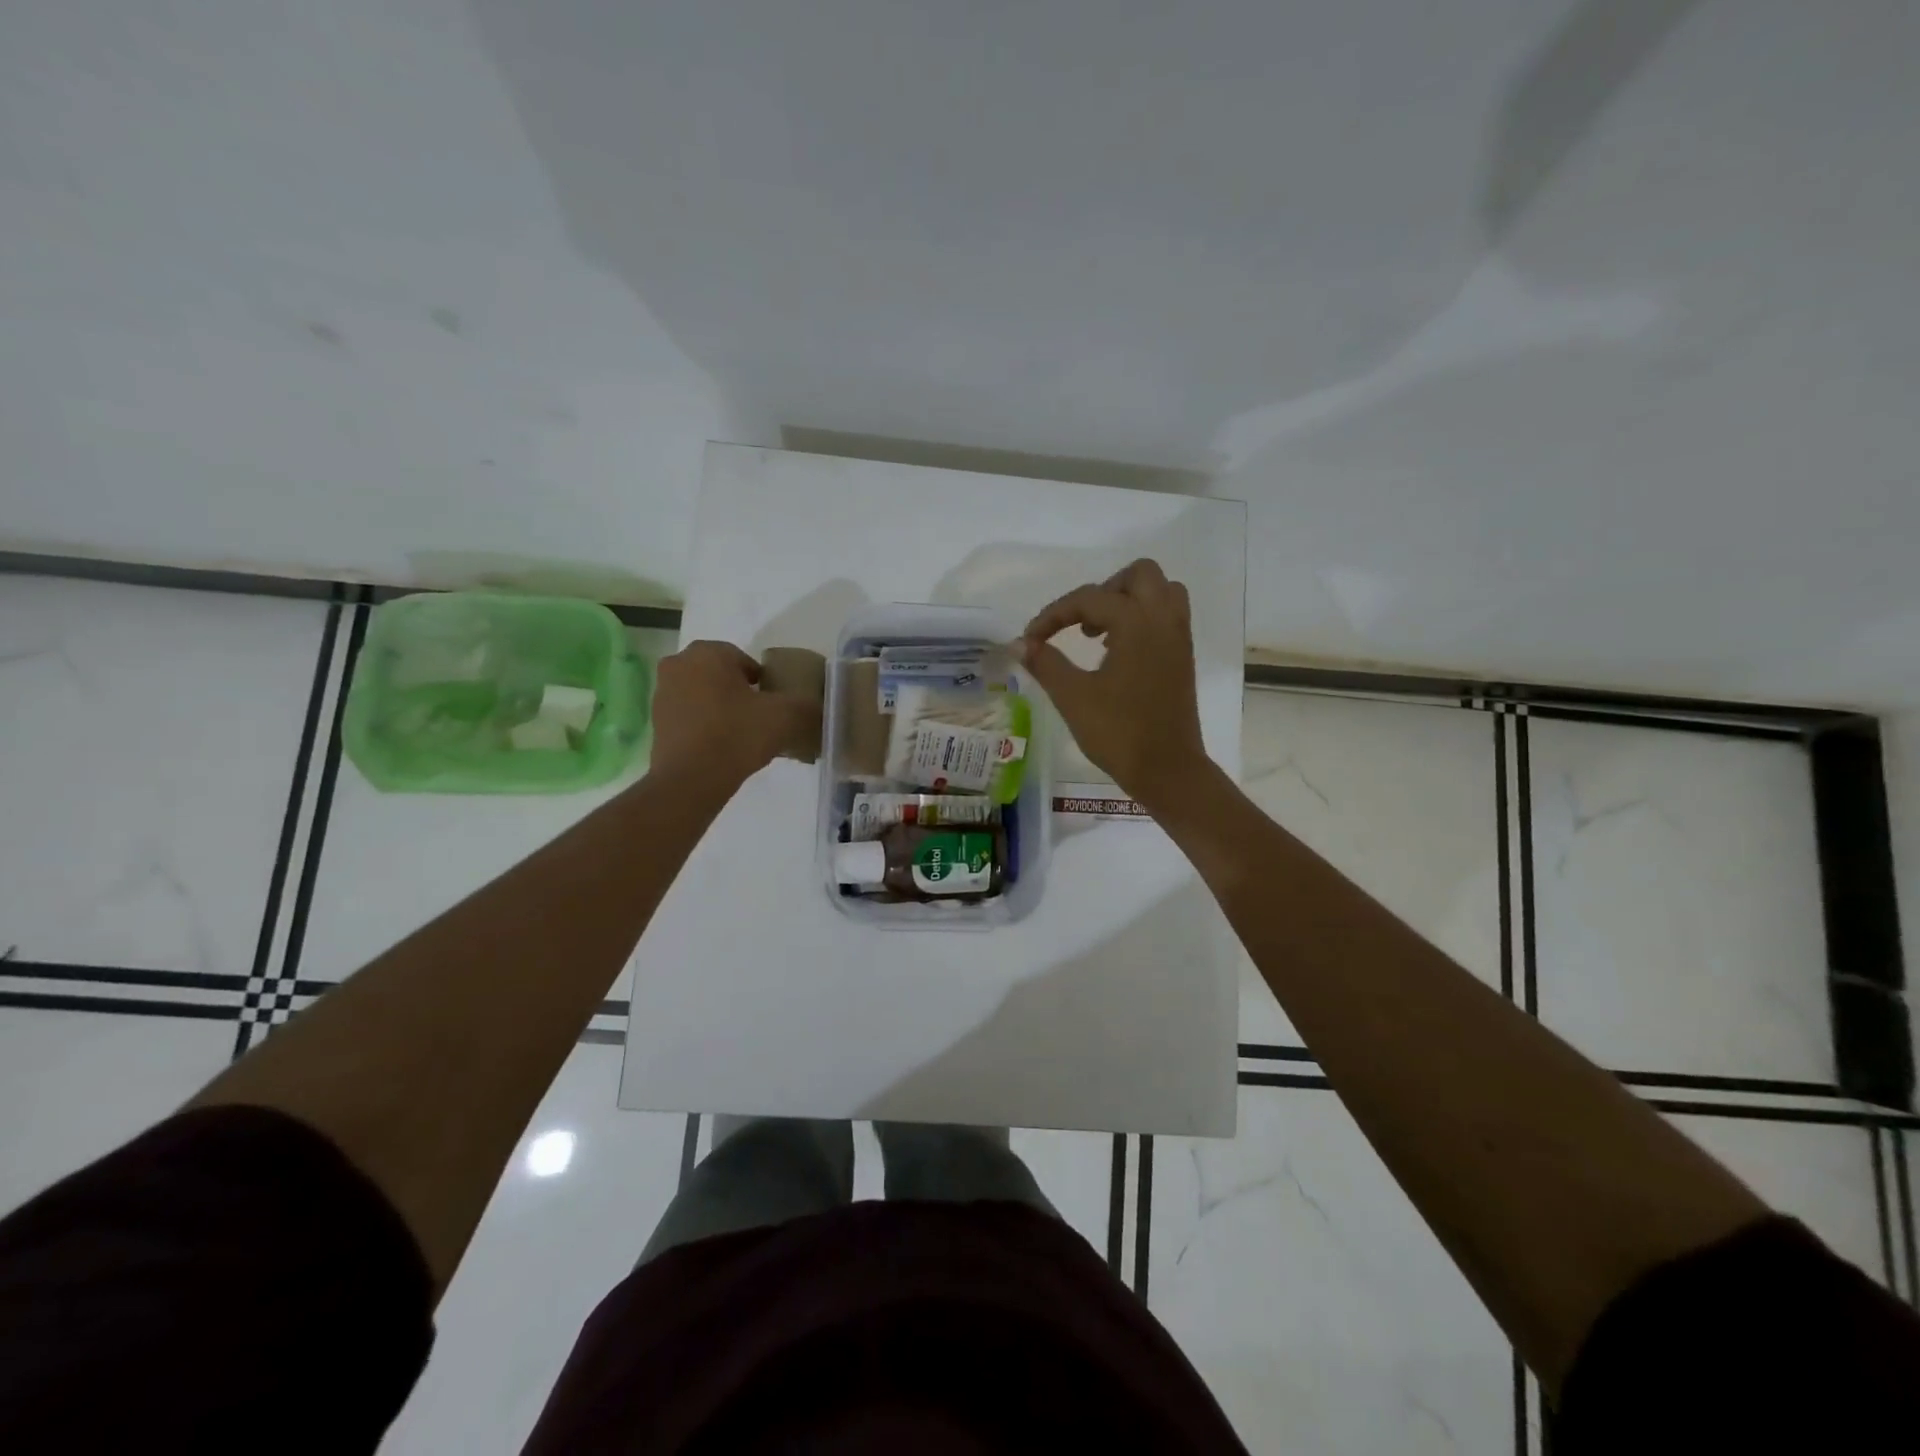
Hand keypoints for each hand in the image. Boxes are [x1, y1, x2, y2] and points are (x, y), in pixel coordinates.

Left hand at [649, 641, 817, 787]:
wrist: (691, 779)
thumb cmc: (737, 735)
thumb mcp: (785, 716)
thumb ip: (806, 705)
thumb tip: (818, 706)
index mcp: (707, 653)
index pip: (745, 660)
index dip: (763, 683)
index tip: (772, 706)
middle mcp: (678, 664)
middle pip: (721, 676)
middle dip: (739, 693)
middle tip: (759, 719)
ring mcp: (662, 693)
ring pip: (704, 695)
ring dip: (721, 709)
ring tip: (742, 736)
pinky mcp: (656, 722)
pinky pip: (690, 716)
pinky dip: (705, 726)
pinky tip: (722, 748)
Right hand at [1017, 558, 1210, 808]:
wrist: (1168, 770)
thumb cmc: (1119, 733)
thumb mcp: (1073, 697)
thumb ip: (1046, 663)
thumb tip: (1021, 644)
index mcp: (1137, 624)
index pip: (1089, 598)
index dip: (1054, 614)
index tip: (1031, 639)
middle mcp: (1163, 620)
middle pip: (1139, 575)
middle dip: (1103, 590)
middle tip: (1079, 622)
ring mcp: (1178, 638)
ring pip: (1160, 591)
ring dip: (1127, 600)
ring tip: (1100, 632)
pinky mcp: (1183, 657)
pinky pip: (1167, 615)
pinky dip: (1142, 618)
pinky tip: (1117, 650)